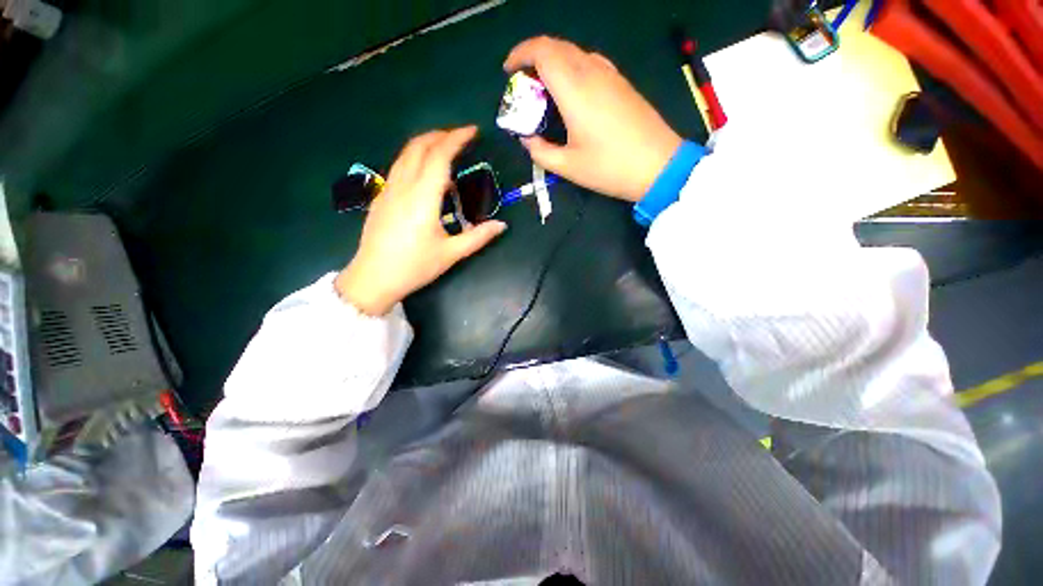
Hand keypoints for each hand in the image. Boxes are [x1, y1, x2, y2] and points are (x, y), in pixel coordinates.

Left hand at [335, 127, 506, 315]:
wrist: (373, 278)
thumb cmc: (414, 267)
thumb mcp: (451, 254)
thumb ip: (478, 237)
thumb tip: (501, 226)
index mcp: (423, 198)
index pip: (439, 157)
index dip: (456, 139)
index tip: (472, 131)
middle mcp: (403, 187)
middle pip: (418, 147)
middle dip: (440, 135)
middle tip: (460, 137)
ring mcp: (388, 190)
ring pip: (405, 154)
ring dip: (425, 143)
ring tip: (444, 147)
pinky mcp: (381, 197)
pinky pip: (398, 166)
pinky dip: (414, 157)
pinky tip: (424, 170)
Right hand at [504, 36, 682, 201]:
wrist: (657, 166)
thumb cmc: (609, 168)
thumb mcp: (568, 167)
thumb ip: (540, 151)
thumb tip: (527, 139)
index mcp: (575, 90)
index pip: (543, 51)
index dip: (520, 53)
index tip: (508, 70)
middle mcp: (592, 72)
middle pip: (557, 47)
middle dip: (533, 58)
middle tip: (523, 85)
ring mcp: (610, 75)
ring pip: (574, 53)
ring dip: (553, 63)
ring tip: (544, 91)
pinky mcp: (621, 83)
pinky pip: (590, 63)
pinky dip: (572, 70)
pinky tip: (570, 95)